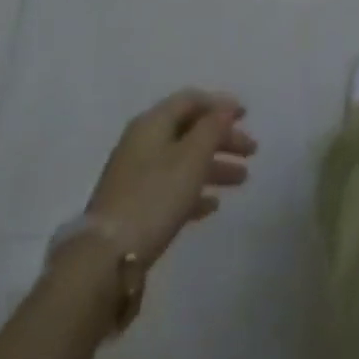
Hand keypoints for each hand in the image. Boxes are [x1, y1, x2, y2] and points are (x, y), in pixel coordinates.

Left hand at [85, 90, 256, 264]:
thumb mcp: (191, 157)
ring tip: (242, 179)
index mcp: (153, 123)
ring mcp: (136, 175)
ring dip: (214, 165)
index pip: (190, 100)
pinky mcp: (134, 206)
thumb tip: (225, 108)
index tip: (246, 115)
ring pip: (183, 160)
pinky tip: (213, 205)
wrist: (106, 258)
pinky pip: (172, 187)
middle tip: (251, 151)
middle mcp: (143, 142)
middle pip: (189, 130)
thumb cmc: (155, 196)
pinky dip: (195, 190)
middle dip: (222, 137)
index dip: (220, 104)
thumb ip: (212, 128)